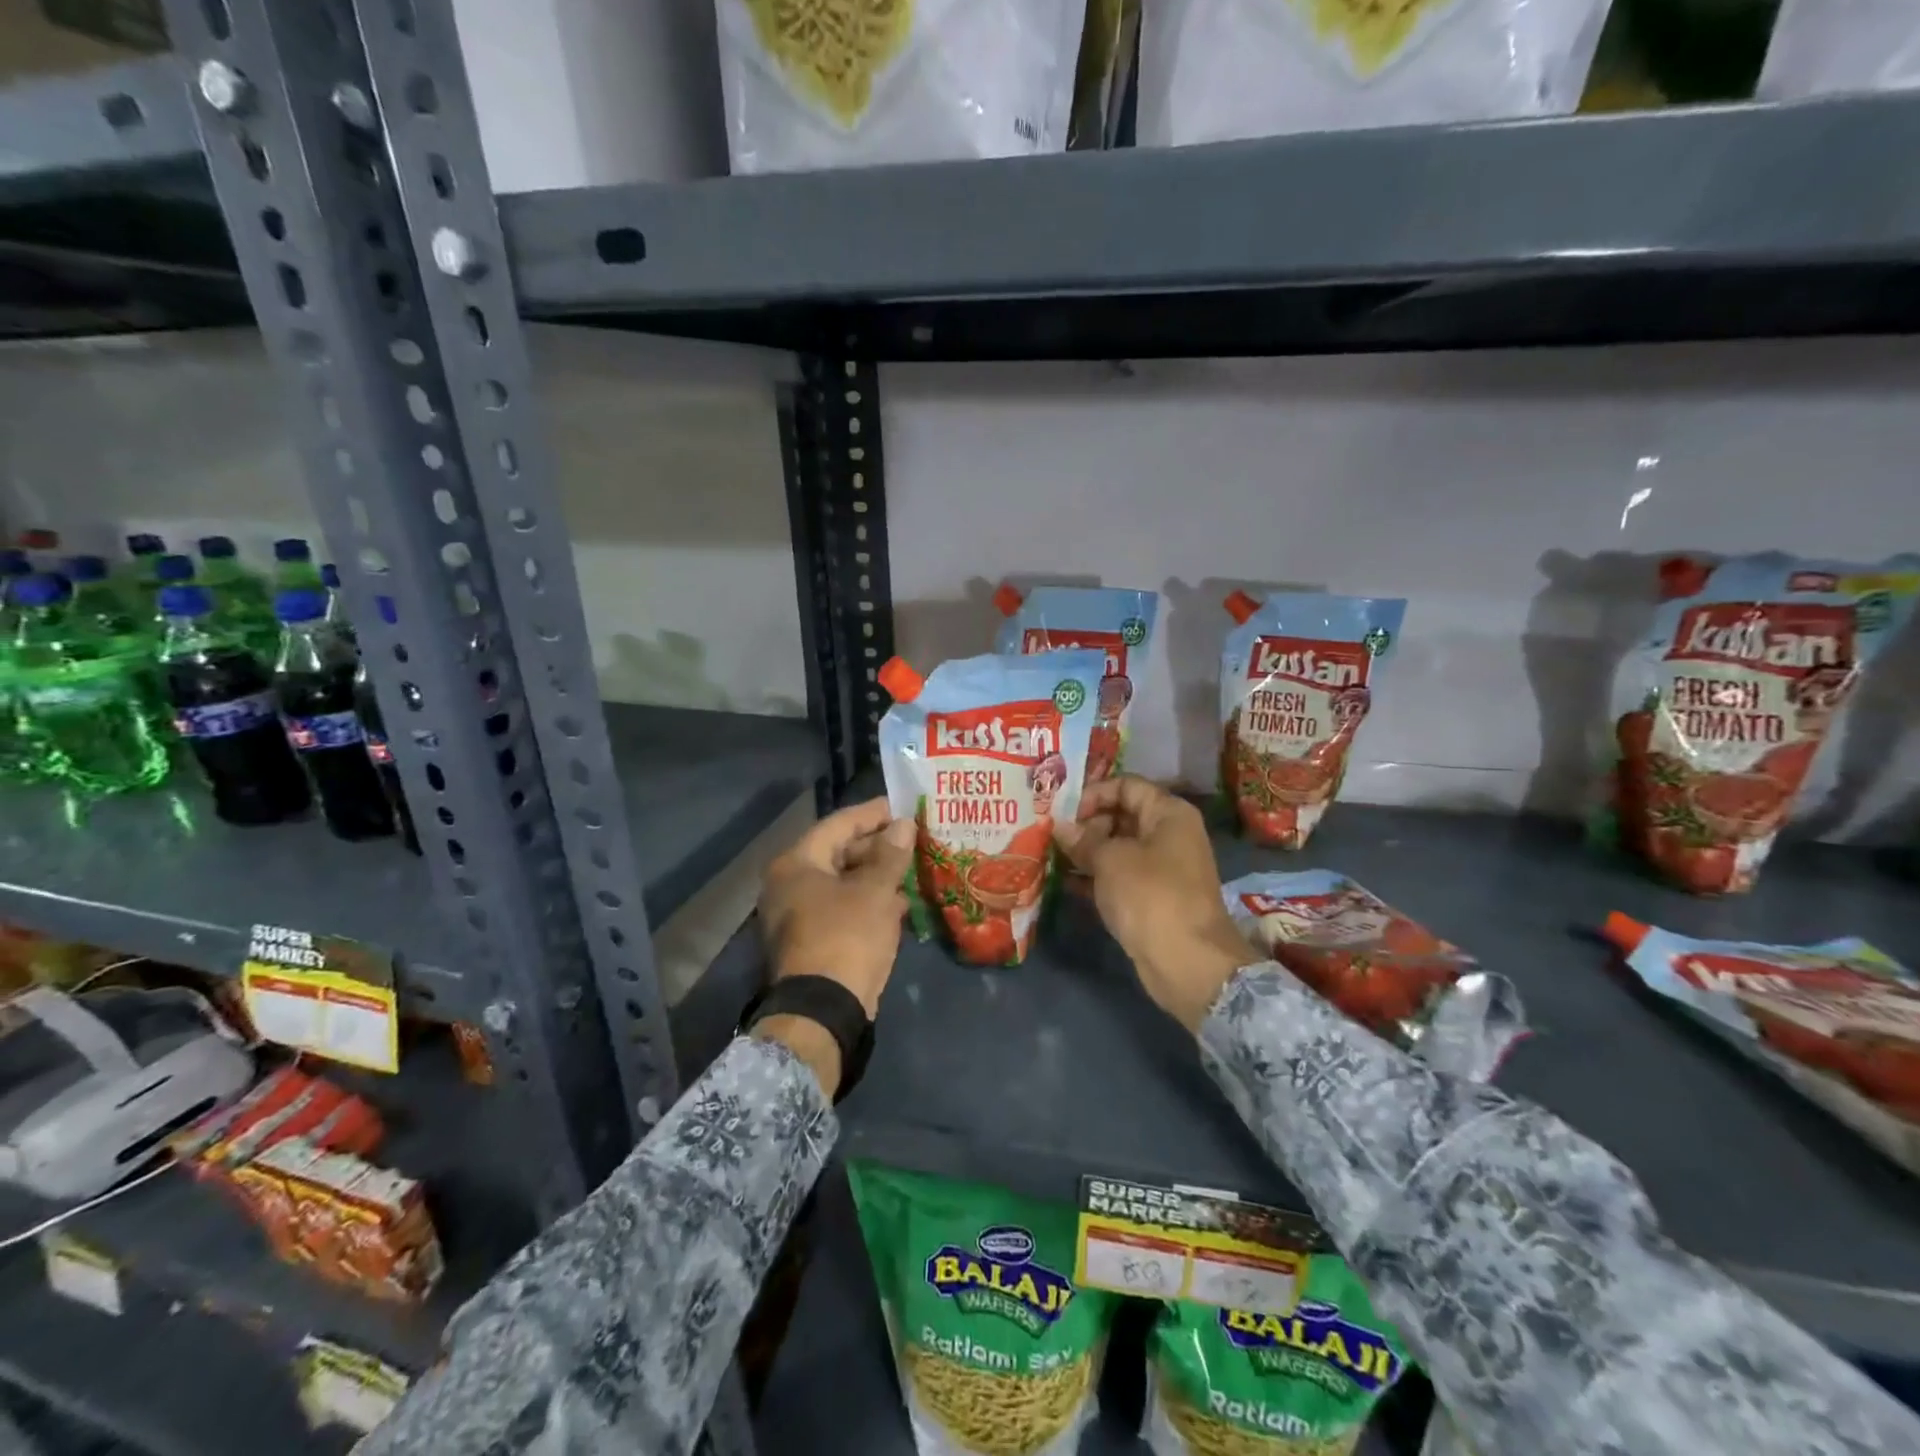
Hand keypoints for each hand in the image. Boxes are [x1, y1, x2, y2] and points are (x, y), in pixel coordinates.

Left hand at [756, 798, 914, 1092]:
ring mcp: (797, 915)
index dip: (872, 813)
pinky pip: (843, 908)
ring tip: (913, 867)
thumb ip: (891, 854)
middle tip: (913, 838)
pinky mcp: (811, 941)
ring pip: (843, 883)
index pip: (838, 824)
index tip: (901, 806)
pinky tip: (900, 903)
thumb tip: (903, 825)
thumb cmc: (847, 937)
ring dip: (877, 876)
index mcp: (796, 864)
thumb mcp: (875, 891)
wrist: (824, 1011)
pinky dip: (869, 902)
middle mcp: (789, 884)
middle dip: (878, 846)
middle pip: (838, 852)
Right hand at [1055, 777, 1259, 1033]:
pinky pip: (1119, 876)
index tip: (1062, 810)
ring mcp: (1162, 868)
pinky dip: (1095, 876)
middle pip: (1121, 815)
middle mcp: (1169, 834)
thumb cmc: (1150, 896)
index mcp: (1168, 813)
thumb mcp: (1110, 860)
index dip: (1093, 793)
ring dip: (1086, 851)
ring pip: (1118, 848)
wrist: (1187, 962)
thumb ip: (1082, 839)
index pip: (1126, 785)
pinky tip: (1064, 881)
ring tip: (1050, 854)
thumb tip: (1059, 825)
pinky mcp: (1152, 897)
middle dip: (1085, 824)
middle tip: (1050, 834)